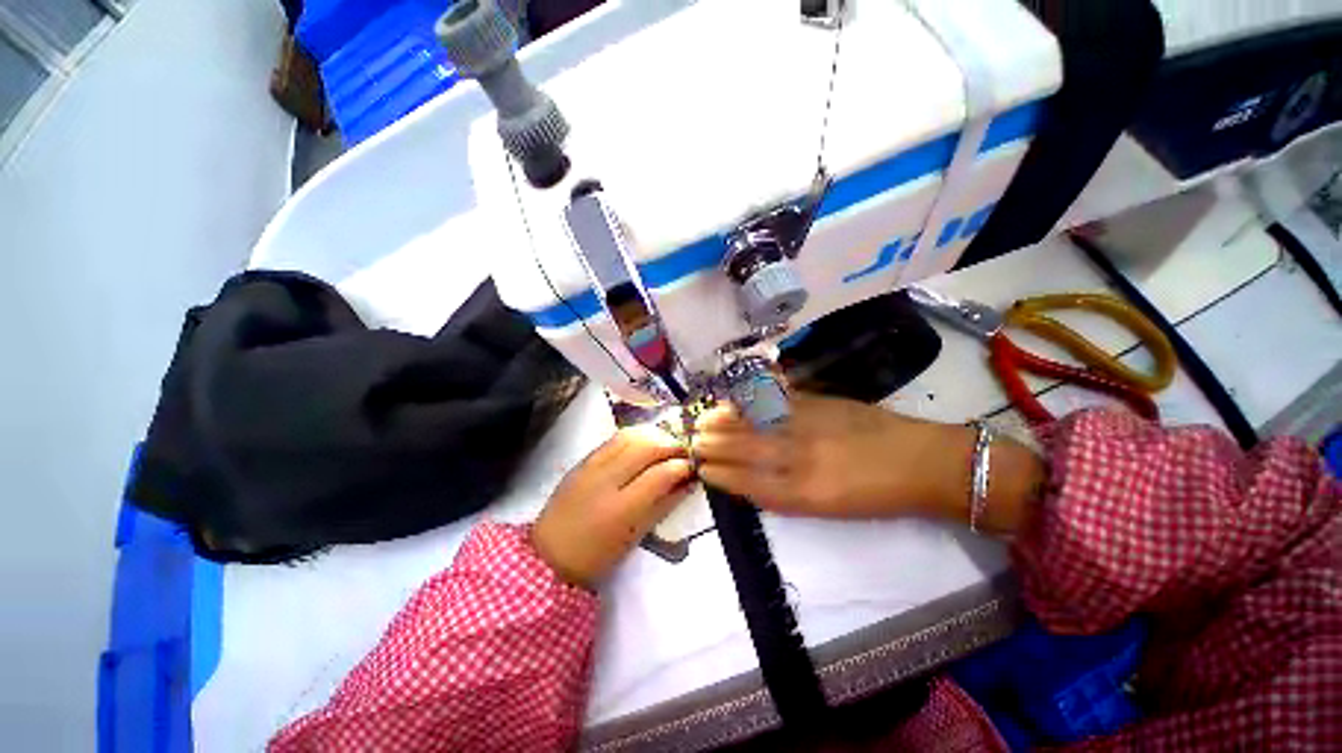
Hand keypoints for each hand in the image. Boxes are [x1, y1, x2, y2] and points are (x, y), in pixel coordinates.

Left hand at [532, 426, 693, 587]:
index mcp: (621, 508)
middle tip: (685, 453)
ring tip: (668, 445)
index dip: (683, 466)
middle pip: (647, 446)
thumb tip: (687, 482)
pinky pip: (615, 438)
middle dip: (672, 444)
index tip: (694, 467)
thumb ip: (663, 504)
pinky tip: (645, 443)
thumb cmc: (597, 555)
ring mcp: (591, 465)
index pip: (661, 473)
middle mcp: (605, 479)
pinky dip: (637, 436)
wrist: (548, 554)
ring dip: (655, 435)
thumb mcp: (635, 536)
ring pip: (631, 435)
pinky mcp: (583, 459)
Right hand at [695, 393, 1043, 532]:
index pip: (748, 482)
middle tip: (694, 440)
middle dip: (714, 445)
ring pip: (754, 422)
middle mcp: (800, 458)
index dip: (720, 475)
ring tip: (704, 420)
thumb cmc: (875, 495)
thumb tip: (750, 479)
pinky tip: (735, 399)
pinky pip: (775, 398)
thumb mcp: (828, 508)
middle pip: (744, 449)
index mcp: (804, 493)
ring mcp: (808, 425)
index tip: (702, 469)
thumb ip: (786, 494)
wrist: (921, 462)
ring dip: (725, 420)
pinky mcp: (819, 402)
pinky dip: (751, 398)